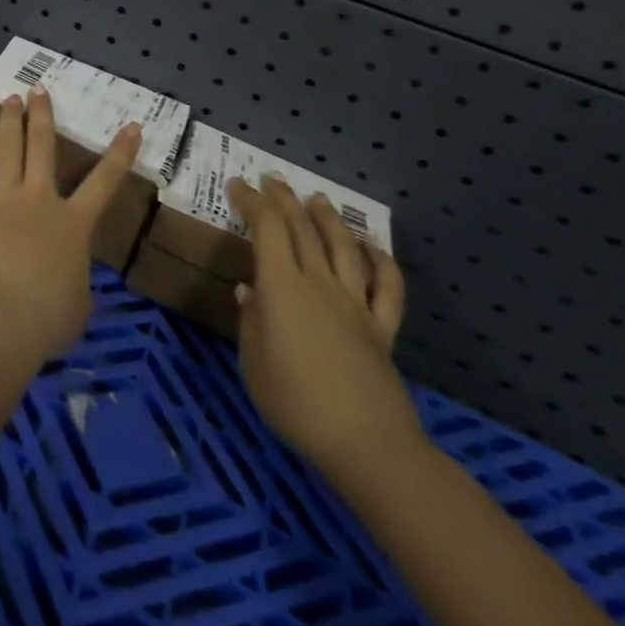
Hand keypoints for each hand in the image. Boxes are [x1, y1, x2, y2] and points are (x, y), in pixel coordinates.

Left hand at [0, 86, 141, 365]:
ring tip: (10, 98)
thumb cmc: (48, 317)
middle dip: (42, 114)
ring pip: (7, 148)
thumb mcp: (79, 303)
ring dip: (9, 120)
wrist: (0, 316)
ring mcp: (4, 199)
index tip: (132, 126)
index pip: (105, 182)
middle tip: (39, 89)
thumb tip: (68, 279)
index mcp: (74, 224)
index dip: (121, 153)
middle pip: (42, 146)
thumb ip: (76, 280)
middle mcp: (40, 199)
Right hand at [227, 174, 421, 484]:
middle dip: (284, 200)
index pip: (267, 229)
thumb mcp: (252, 362)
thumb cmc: (295, 402)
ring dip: (328, 219)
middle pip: (303, 229)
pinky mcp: (382, 329)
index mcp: (282, 287)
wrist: (367, 445)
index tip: (237, 186)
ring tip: (317, 200)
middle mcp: (319, 283)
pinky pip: (387, 288)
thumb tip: (249, 291)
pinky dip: (382, 263)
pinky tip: (374, 249)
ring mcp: (355, 304)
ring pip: (343, 248)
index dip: (252, 203)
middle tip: (272, 180)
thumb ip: (250, 321)